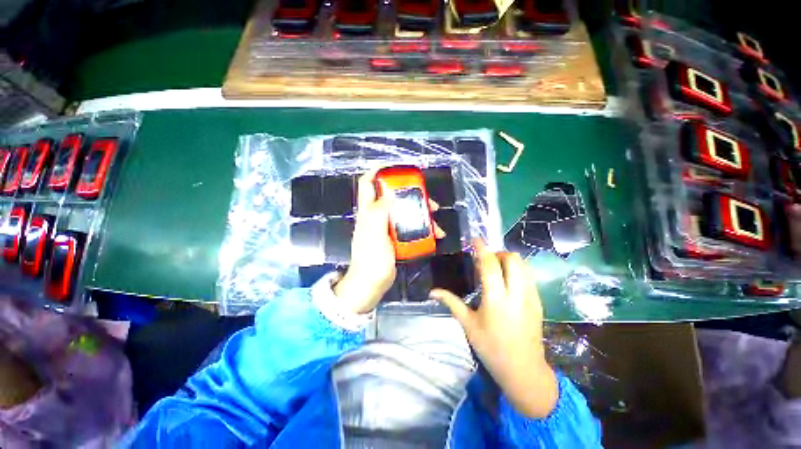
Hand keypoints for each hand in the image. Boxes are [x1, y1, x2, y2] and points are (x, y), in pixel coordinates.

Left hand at [334, 168, 443, 314]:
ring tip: (437, 224)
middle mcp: (377, 216)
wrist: (371, 284)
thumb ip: (379, 211)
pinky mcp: (395, 239)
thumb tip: (390, 192)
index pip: (368, 184)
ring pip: (406, 213)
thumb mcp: (373, 233)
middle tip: (429, 200)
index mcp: (368, 211)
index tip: (395, 167)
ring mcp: (387, 228)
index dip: (378, 171)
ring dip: (422, 215)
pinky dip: (421, 229)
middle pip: (394, 197)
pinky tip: (433, 235)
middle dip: (412, 196)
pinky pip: (410, 228)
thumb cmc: (371, 259)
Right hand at [430, 240, 557, 418]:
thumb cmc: (492, 348)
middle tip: (485, 262)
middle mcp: (516, 294)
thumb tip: (432, 292)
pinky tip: (507, 282)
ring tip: (496, 270)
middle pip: (512, 259)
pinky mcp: (538, 301)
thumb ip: (451, 303)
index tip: (475, 239)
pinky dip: (517, 270)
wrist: (524, 371)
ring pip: (524, 265)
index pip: (490, 265)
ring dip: (509, 261)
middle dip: (498, 253)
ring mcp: (531, 297)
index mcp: (496, 300)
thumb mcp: (468, 325)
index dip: (482, 249)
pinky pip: (529, 276)